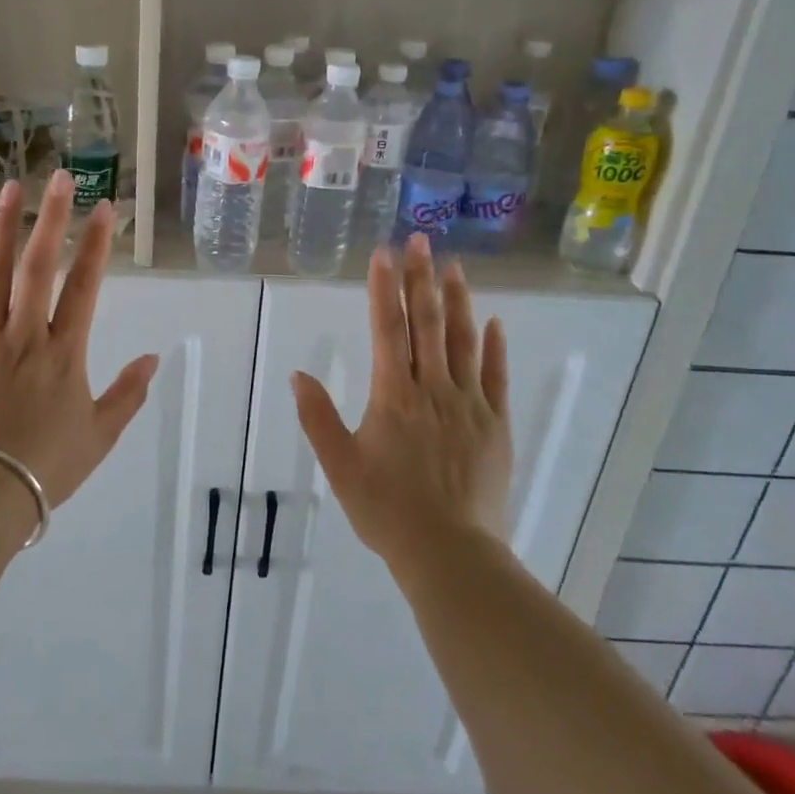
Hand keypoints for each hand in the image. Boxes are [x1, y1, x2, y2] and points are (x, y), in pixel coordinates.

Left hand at [0, 171, 159, 509]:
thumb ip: (128, 394)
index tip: (103, 207)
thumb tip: (154, 358)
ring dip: (4, 229)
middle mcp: (25, 335)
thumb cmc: (46, 467)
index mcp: (64, 353)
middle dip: (53, 218)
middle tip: (60, 177)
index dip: (96, 244)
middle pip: (39, 267)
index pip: (84, 286)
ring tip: (10, 189)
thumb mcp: (100, 436)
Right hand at [292, 234, 512, 573]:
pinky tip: (494, 322)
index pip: (387, 328)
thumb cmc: (387, 510)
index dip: (385, 288)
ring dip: (458, 301)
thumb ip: (318, 418)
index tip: (384, 253)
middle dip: (422, 278)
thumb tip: (298, 374)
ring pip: (464, 341)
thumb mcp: (340, 466)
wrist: (450, 553)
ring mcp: (469, 404)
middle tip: (422, 240)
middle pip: (427, 323)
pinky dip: (495, 347)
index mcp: (393, 395)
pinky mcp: (495, 424)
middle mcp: (433, 388)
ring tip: (455, 266)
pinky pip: (496, 377)